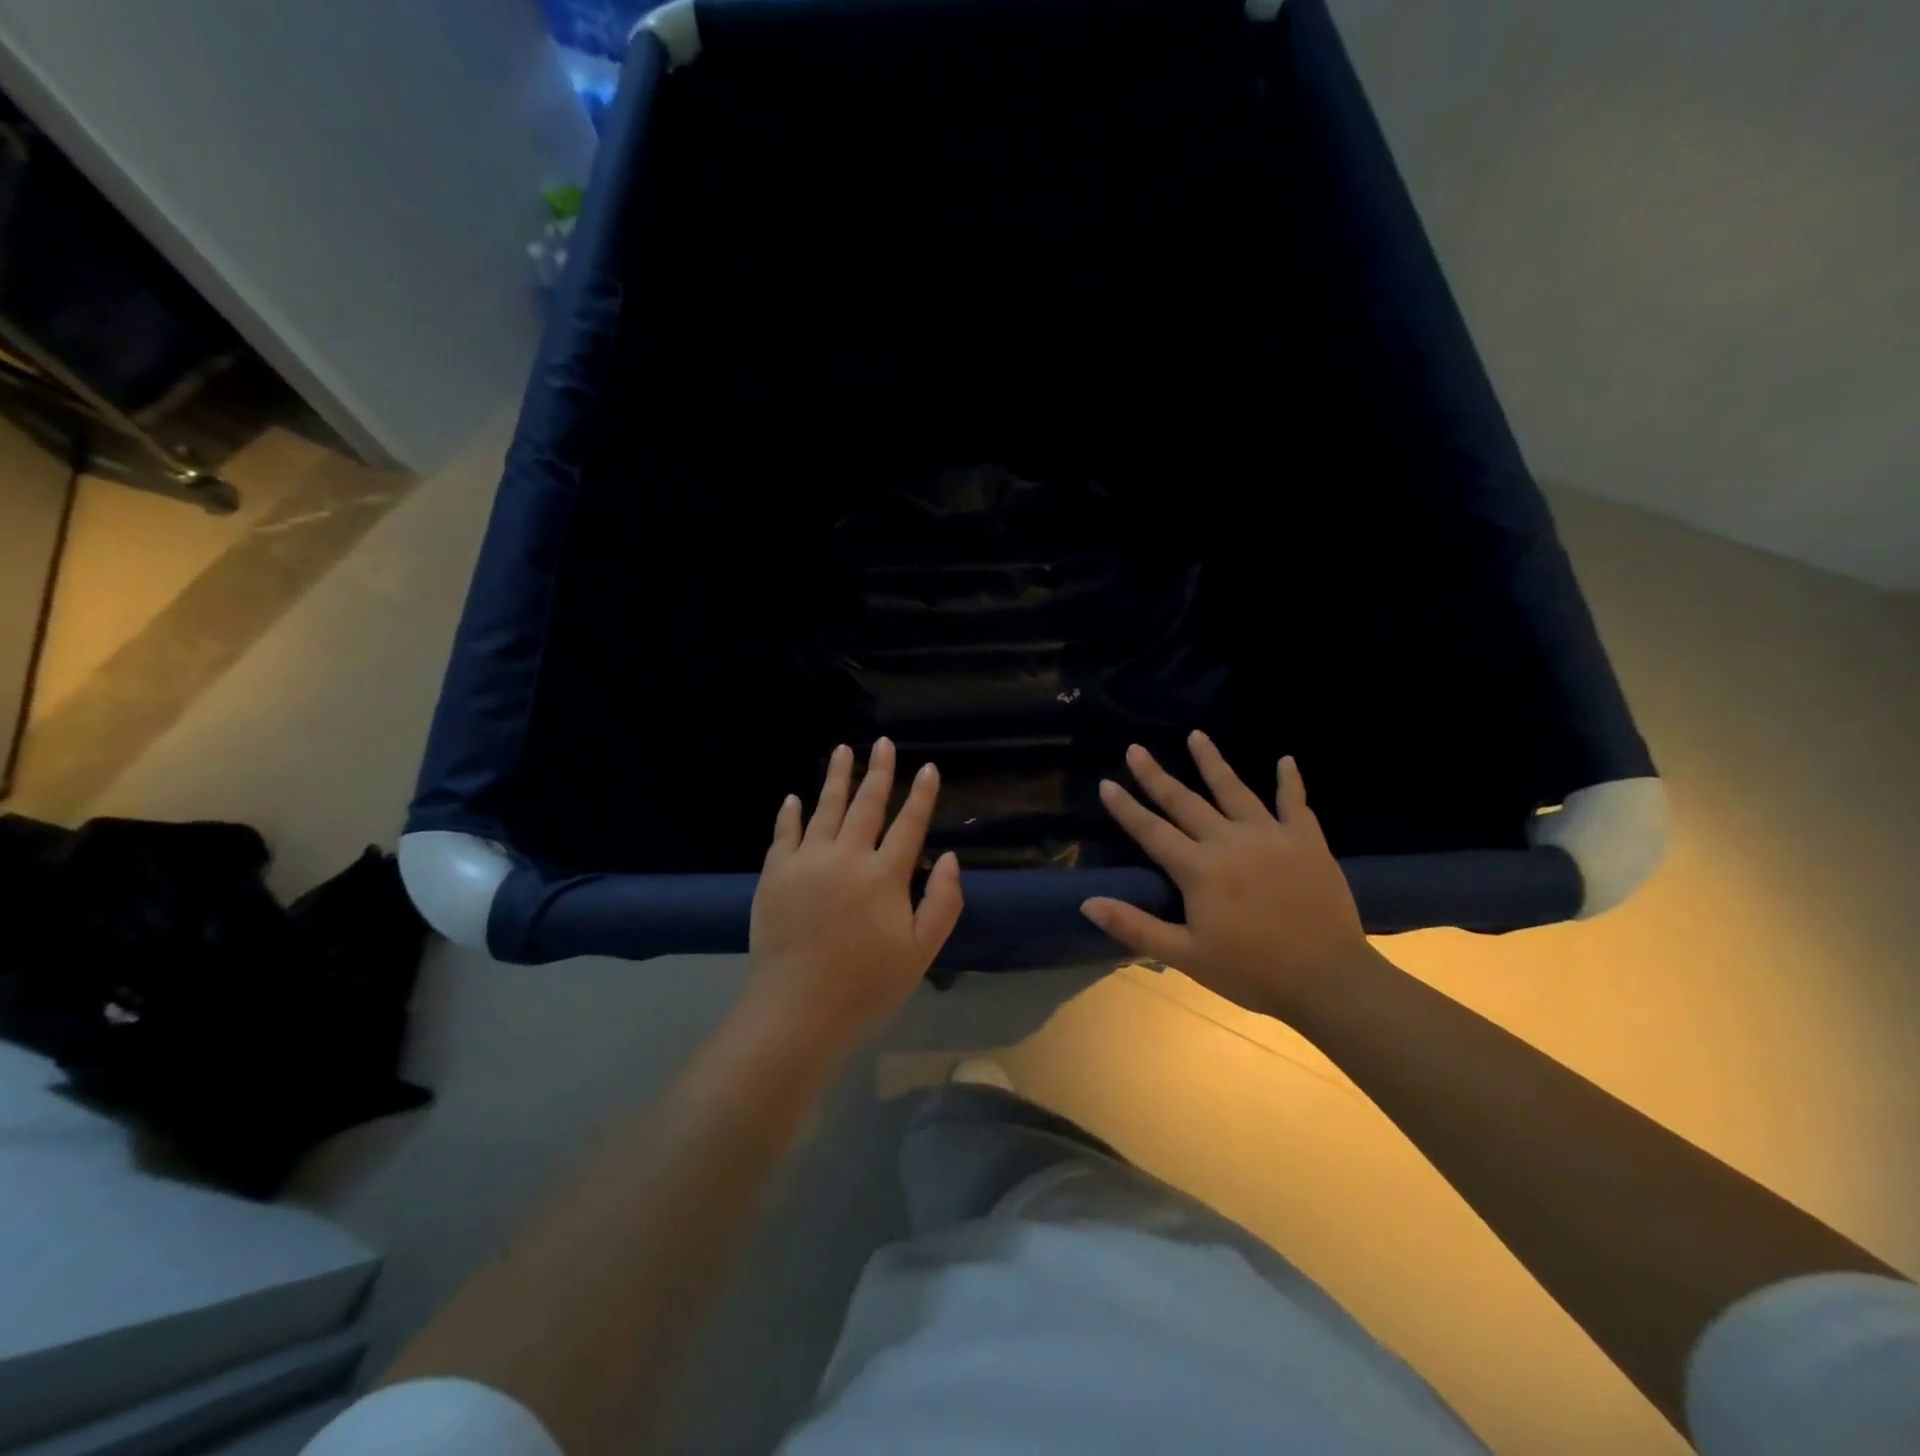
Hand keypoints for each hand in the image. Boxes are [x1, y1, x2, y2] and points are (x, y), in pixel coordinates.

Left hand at [745, 738, 963, 1065]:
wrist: (797, 1009)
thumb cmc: (866, 985)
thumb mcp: (920, 952)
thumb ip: (942, 903)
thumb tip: (952, 858)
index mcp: (885, 876)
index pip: (909, 824)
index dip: (921, 795)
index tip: (927, 767)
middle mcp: (847, 856)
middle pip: (866, 805)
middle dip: (879, 771)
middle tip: (883, 743)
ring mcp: (806, 861)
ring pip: (824, 808)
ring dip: (836, 777)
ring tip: (843, 750)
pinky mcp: (774, 874)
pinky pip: (783, 834)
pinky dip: (790, 814)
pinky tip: (793, 798)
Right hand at [1080, 731, 1373, 1023]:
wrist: (1327, 979)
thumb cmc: (1251, 971)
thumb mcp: (1185, 956)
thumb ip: (1134, 926)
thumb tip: (1087, 903)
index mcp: (1199, 870)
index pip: (1152, 831)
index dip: (1126, 807)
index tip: (1105, 783)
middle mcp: (1229, 841)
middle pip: (1185, 801)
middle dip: (1156, 775)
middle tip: (1135, 748)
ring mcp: (1270, 835)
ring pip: (1234, 790)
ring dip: (1213, 761)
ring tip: (1197, 735)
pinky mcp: (1306, 840)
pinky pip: (1296, 802)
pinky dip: (1290, 781)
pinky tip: (1286, 760)